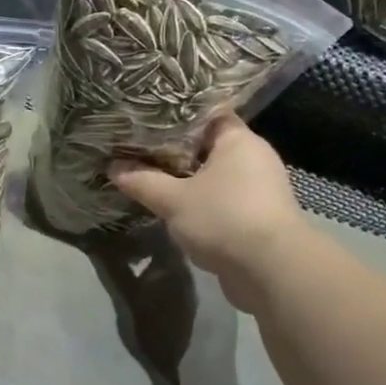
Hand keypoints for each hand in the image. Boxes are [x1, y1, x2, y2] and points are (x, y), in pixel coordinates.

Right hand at [109, 115, 306, 313]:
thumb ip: (143, 181)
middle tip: (139, 148)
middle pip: (209, 146)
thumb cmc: (224, 219)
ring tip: (151, 178)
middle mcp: (254, 159)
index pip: (208, 113)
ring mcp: (260, 190)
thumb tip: (113, 168)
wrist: (271, 271)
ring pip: (215, 176)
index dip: (177, 114)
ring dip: (187, 180)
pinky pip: (222, 201)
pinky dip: (201, 203)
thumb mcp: (173, 200)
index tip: (147, 118)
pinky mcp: (258, 218)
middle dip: (176, 150)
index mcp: (239, 140)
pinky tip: (175, 209)